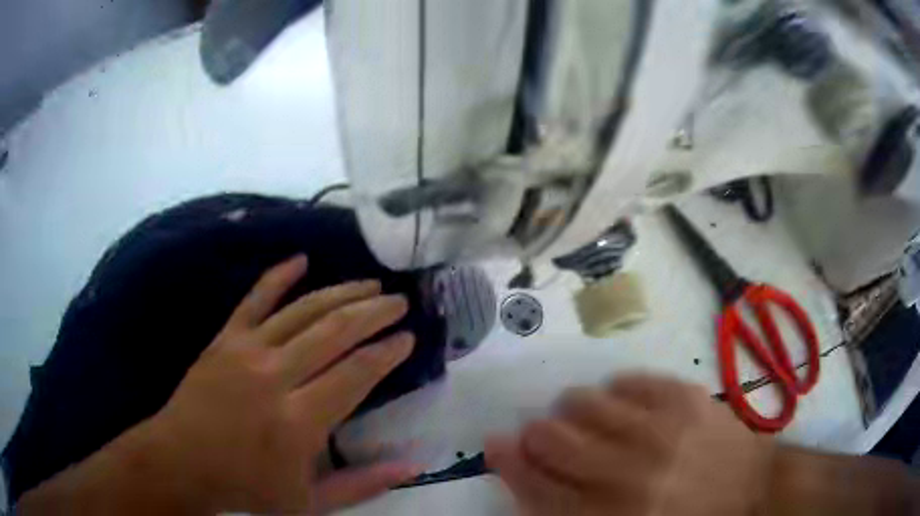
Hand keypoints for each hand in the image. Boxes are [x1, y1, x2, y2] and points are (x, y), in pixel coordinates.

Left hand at [148, 255, 419, 513]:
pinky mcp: (225, 338)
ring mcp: (246, 350)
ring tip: (369, 284)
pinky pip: (255, 298)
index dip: (387, 352)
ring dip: (340, 293)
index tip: (407, 337)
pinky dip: (279, 276)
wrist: (183, 461)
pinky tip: (302, 259)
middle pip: (334, 331)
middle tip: (399, 301)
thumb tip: (413, 466)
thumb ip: (364, 485)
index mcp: (298, 421)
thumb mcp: (311, 501)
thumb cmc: (248, 486)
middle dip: (373, 312)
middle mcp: (275, 377)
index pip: (356, 373)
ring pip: (302, 310)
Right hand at [486, 375, 773, 515]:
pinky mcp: (685, 397)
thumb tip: (531, 482)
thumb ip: (571, 514)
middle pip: (554, 440)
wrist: (751, 493)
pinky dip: (616, 390)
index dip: (510, 463)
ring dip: (573, 410)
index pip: (537, 486)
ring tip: (584, 417)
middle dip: (537, 435)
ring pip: (586, 403)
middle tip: (544, 434)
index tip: (496, 444)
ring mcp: (659, 429)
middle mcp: (628, 473)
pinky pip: (630, 381)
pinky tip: (620, 403)